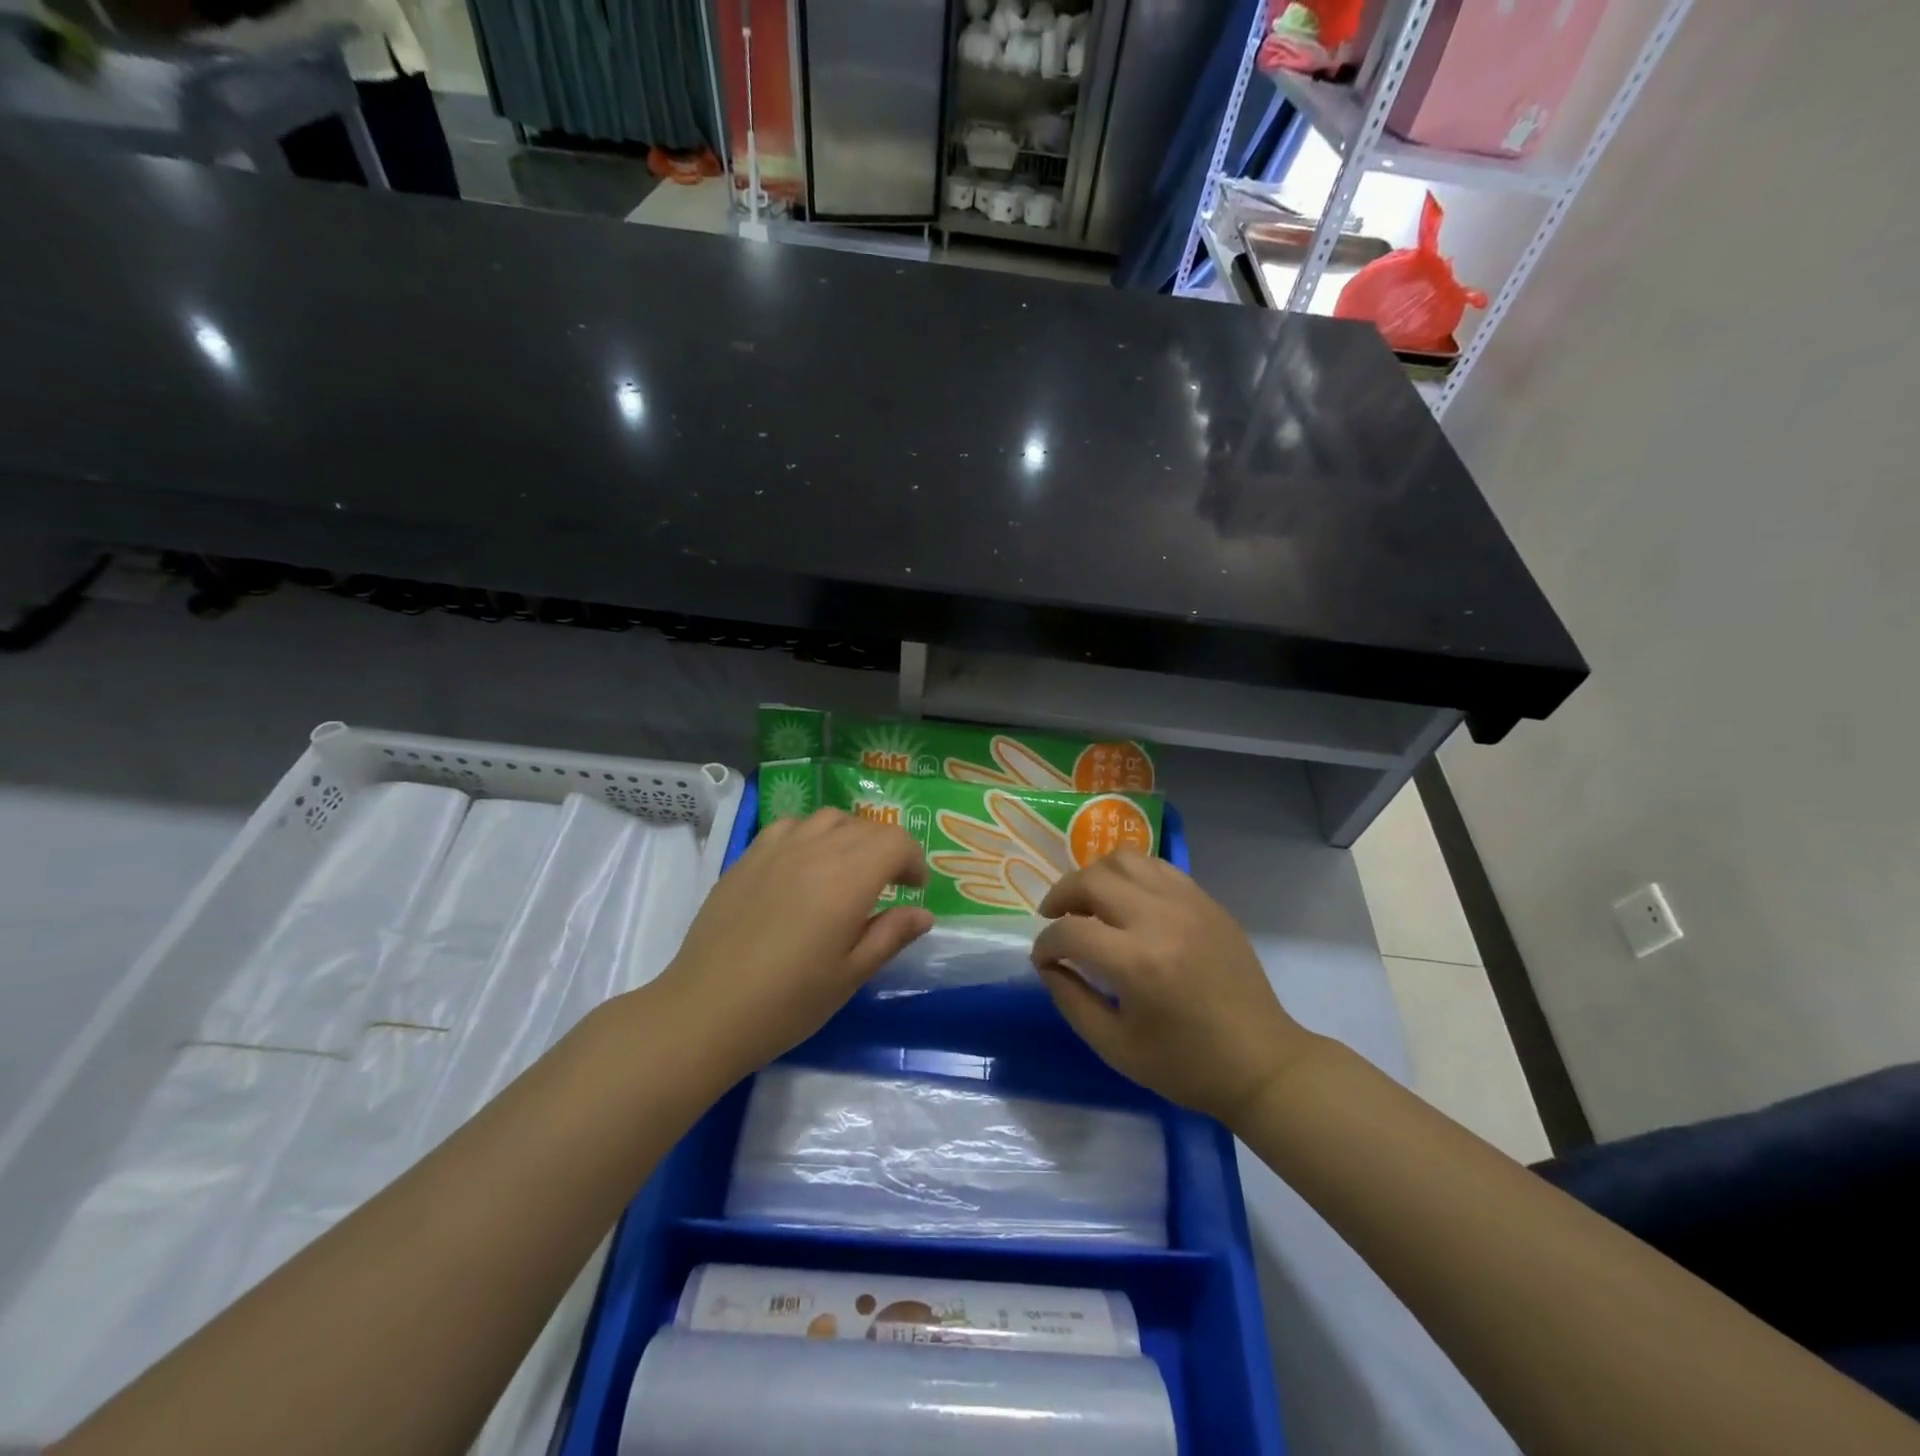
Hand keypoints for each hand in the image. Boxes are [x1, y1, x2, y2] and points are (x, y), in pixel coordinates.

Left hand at [648, 809, 931, 1081]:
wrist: (706, 1010)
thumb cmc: (788, 1001)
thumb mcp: (851, 975)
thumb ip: (890, 935)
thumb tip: (923, 913)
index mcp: (848, 878)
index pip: (895, 842)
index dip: (913, 860)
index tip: (914, 890)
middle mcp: (815, 850)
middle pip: (865, 827)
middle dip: (887, 849)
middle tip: (888, 885)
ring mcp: (776, 848)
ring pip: (828, 819)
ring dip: (850, 836)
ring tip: (848, 869)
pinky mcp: (747, 857)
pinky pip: (789, 826)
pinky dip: (810, 834)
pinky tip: (803, 864)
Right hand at [1032, 850, 1322, 1125]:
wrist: (1262, 1062)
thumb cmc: (1186, 1065)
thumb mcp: (1115, 1047)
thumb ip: (1071, 1001)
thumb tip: (1048, 964)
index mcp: (1137, 963)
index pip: (1070, 932)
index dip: (1045, 945)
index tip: (1043, 960)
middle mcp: (1160, 919)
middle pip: (1091, 880)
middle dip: (1060, 897)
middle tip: (1054, 919)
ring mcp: (1187, 903)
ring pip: (1124, 859)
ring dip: (1094, 876)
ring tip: (1088, 902)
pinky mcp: (1206, 901)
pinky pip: (1156, 867)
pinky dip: (1129, 875)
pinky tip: (1125, 902)